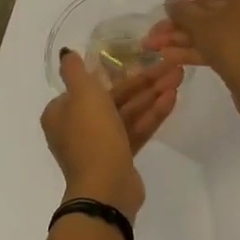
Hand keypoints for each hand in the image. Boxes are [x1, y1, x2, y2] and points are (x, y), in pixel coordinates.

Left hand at [40, 52, 182, 217]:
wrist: (105, 187)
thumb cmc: (91, 135)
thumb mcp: (82, 94)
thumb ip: (74, 71)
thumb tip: (66, 53)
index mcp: (62, 112)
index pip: (89, 85)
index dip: (117, 70)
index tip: (141, 57)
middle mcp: (78, 127)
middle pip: (114, 97)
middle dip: (143, 82)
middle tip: (171, 66)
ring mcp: (101, 144)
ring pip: (129, 112)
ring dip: (152, 95)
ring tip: (178, 77)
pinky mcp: (120, 157)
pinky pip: (136, 129)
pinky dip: (153, 115)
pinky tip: (173, 98)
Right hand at [145, 0, 239, 113]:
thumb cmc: (235, 45)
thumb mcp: (201, 25)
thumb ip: (182, 10)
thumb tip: (171, 2)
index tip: (167, 13)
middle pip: (215, 9)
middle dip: (183, 25)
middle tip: (156, 35)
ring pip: (220, 28)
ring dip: (188, 38)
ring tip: (157, 49)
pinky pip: (230, 42)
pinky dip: (205, 48)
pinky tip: (173, 58)